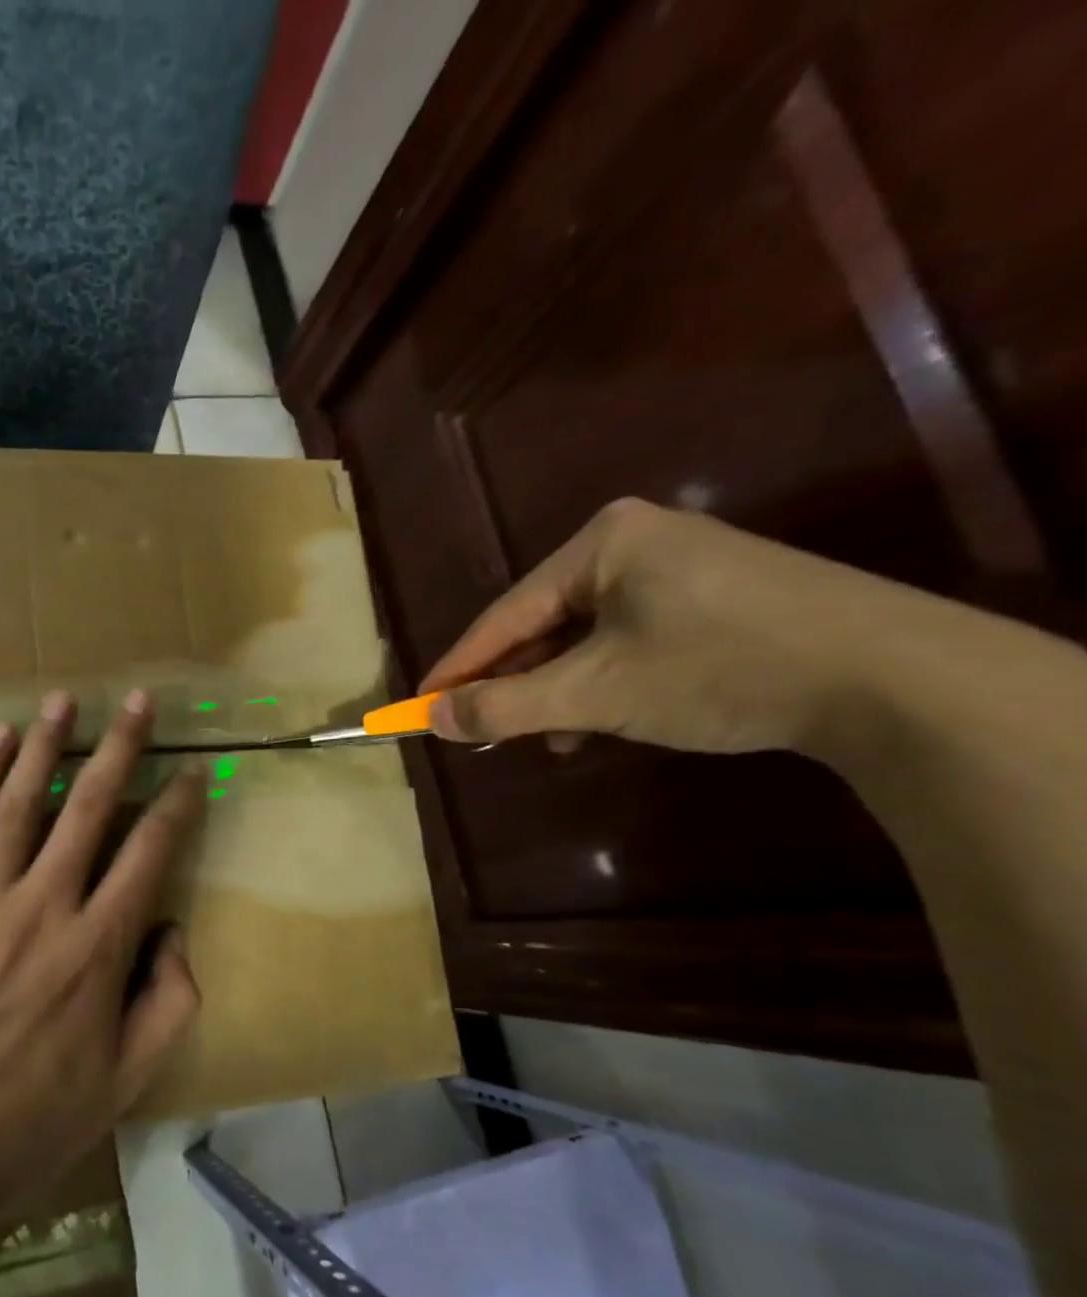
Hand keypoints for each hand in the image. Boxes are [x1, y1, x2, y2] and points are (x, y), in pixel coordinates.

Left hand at [0, 689, 205, 1235]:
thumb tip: (171, 930)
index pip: (149, 853)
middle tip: (140, 701)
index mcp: (97, 948)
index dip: (175, 805)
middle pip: (89, 808)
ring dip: (46, 745)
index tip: (191, 770)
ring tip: (64, 699)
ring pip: (20, 803)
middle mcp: (43, 907)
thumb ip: (168, 1000)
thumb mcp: (126, 1081)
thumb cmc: (31, 1122)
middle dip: (120, 748)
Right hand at [420, 498, 911, 755]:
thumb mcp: (594, 692)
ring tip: (541, 739)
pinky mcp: (716, 599)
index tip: (417, 705)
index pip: (504, 614)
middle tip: (477, 729)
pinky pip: (629, 641)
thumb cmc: (717, 668)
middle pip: (543, 624)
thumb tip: (429, 719)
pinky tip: (598, 722)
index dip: (457, 666)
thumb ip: (503, 705)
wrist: (893, 678)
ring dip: (557, 691)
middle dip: (513, 683)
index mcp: (600, 544)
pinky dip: (603, 683)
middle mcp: (635, 543)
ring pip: (585, 638)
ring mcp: (681, 568)